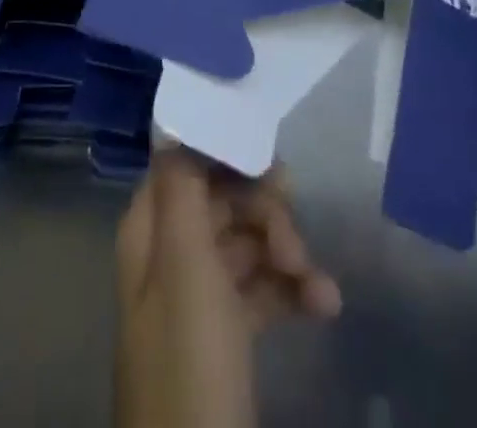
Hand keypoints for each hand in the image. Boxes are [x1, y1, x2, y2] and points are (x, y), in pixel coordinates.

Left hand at [115, 148, 341, 427]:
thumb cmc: (190, 360)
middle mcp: (172, 252)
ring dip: (288, 253)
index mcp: (151, 229)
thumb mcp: (186, 266)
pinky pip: (263, 289)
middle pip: (223, 200)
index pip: (186, 164)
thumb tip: (172, 116)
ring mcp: (200, 294)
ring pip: (249, 243)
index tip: (269, 159)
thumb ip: (182, 187)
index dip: (226, 154)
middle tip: (296, 242)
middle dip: (267, 212)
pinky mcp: (228, 333)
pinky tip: (324, 306)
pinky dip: (293, 291)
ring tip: (318, 285)